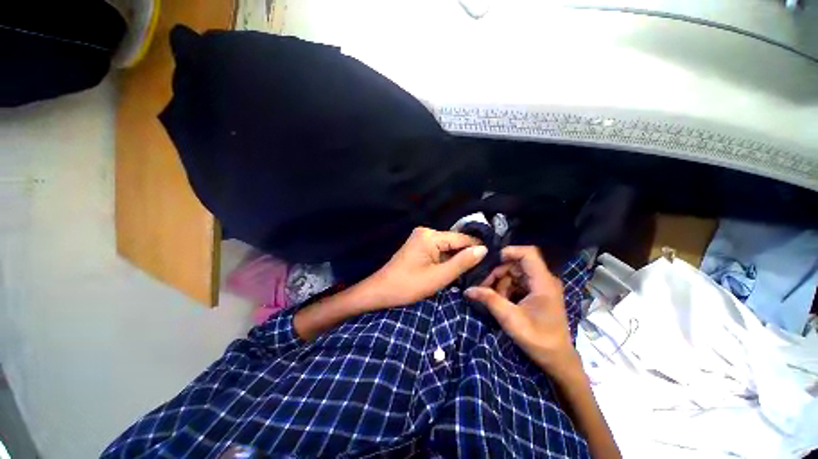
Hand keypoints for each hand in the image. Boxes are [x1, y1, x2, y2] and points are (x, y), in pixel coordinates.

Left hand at [362, 227, 486, 308]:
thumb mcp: (439, 277)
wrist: (381, 291)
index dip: (477, 248)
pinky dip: (447, 260)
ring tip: (474, 270)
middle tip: (485, 268)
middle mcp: (426, 232)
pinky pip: (439, 250)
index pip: (462, 238)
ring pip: (447, 247)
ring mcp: (421, 238)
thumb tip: (484, 249)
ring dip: (457, 258)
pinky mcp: (419, 246)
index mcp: (430, 236)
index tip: (494, 258)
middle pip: (454, 242)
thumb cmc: (408, 285)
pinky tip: (456, 269)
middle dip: (467, 254)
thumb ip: (462, 262)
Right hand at [465, 246, 580, 375]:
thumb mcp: (510, 319)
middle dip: (498, 273)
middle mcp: (544, 280)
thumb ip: (489, 300)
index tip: (490, 262)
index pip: (528, 253)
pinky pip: (518, 282)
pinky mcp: (538, 293)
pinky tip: (501, 301)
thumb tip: (468, 290)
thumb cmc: (538, 339)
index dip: (509, 252)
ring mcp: (541, 286)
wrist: (557, 359)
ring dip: (501, 283)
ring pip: (515, 273)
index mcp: (543, 282)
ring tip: (493, 298)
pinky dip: (507, 289)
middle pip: (517, 264)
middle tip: (485, 287)